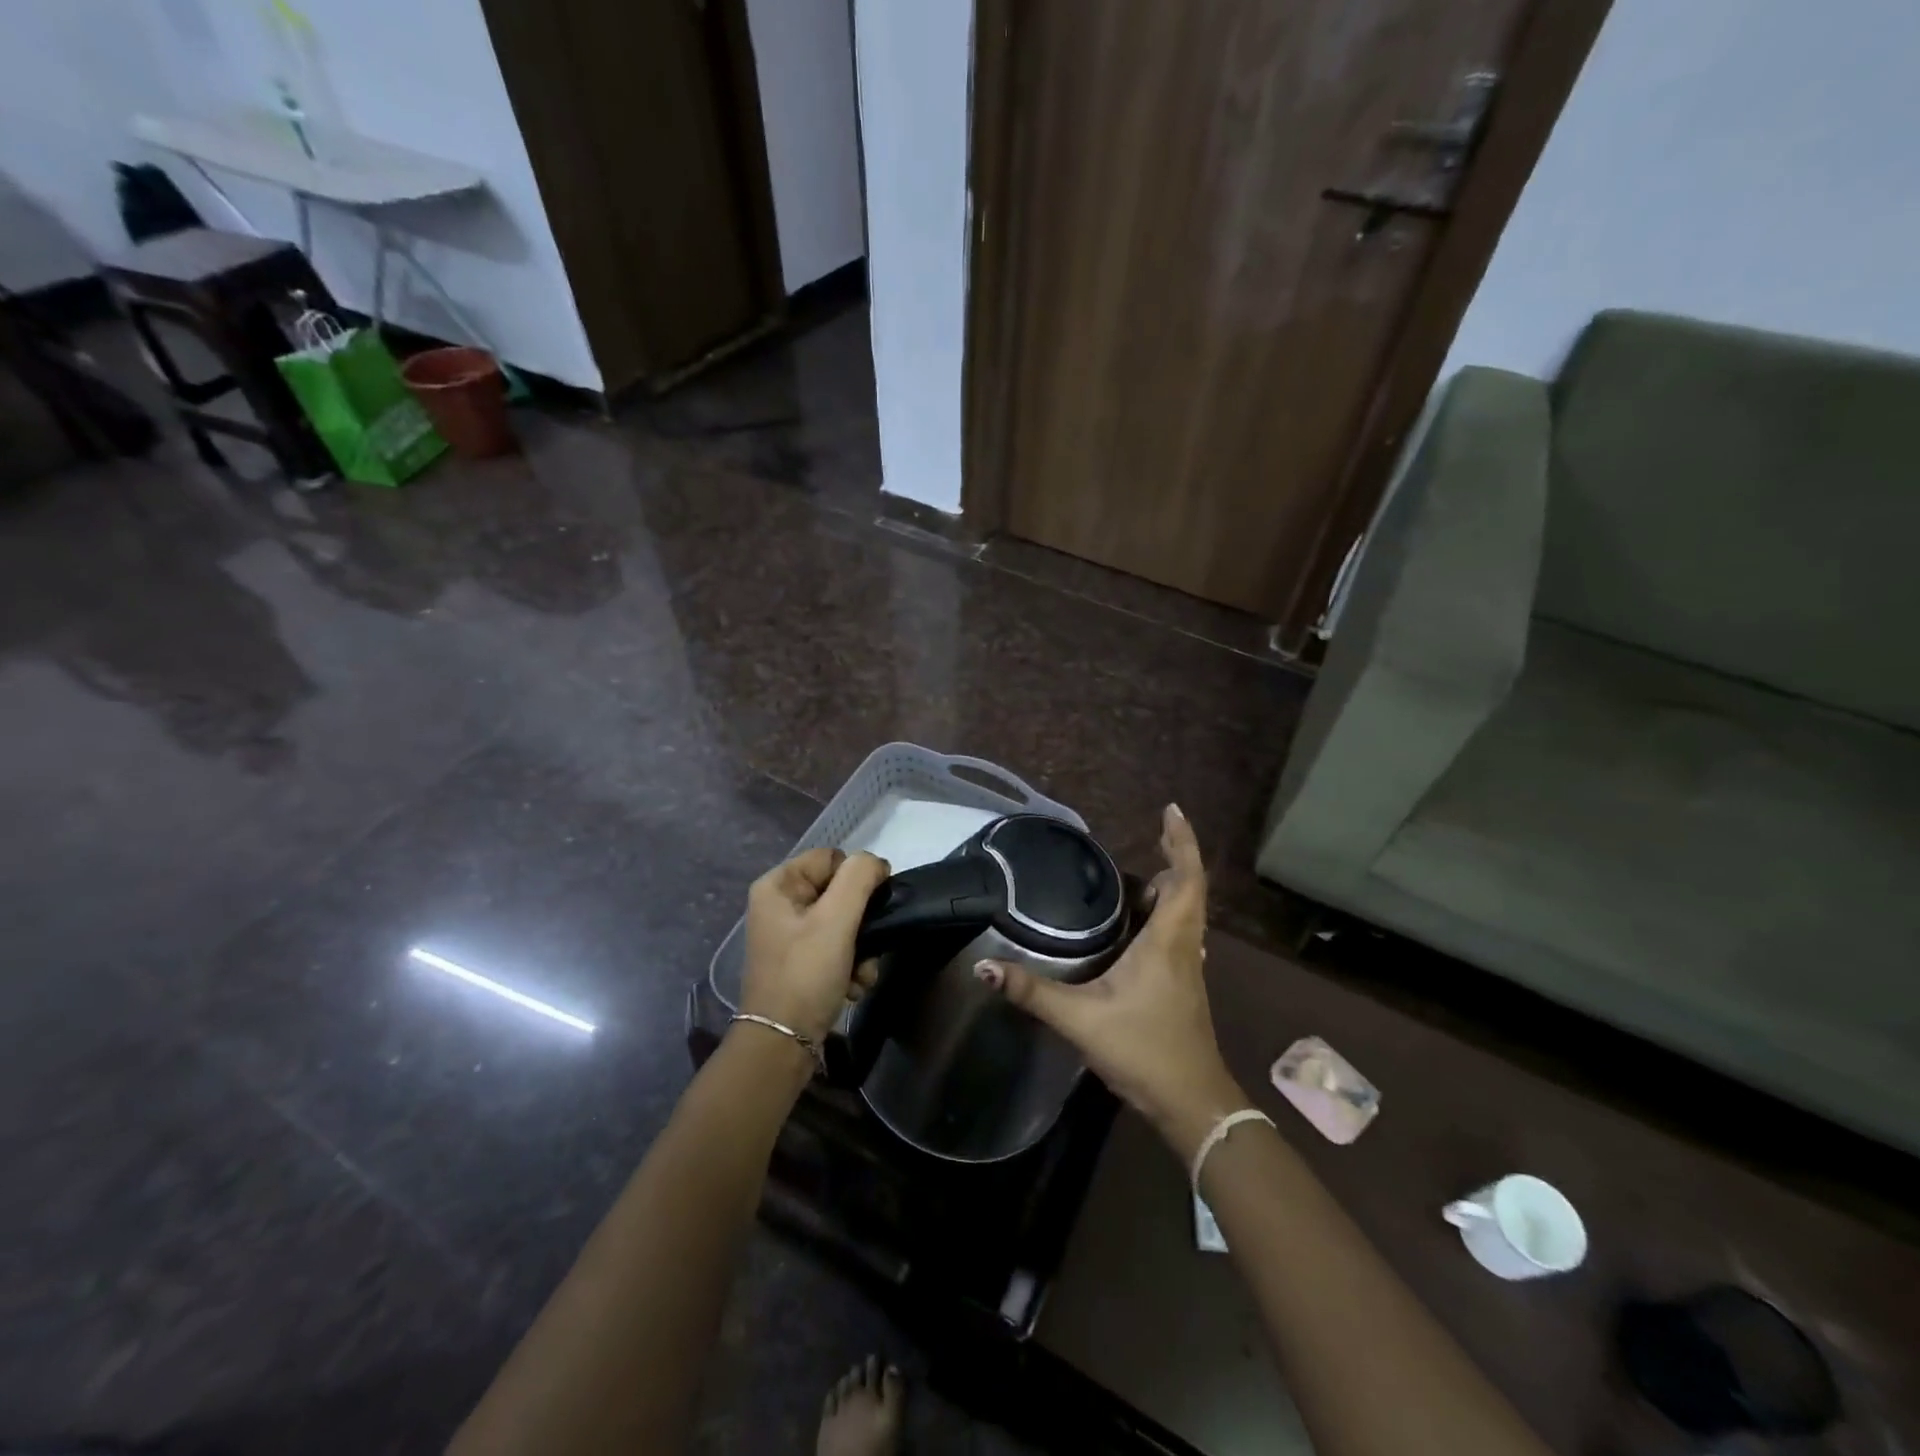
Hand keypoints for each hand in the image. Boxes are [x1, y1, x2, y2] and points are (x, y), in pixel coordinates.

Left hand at [740, 848, 891, 1044]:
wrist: (782, 1045)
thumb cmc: (806, 974)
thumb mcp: (836, 919)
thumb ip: (860, 878)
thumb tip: (876, 863)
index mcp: (778, 885)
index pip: (833, 858)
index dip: (858, 878)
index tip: (873, 905)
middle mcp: (781, 905)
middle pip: (841, 892)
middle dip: (862, 923)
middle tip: (868, 947)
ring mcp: (790, 936)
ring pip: (845, 923)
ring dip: (862, 949)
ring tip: (860, 974)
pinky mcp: (802, 962)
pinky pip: (838, 949)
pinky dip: (851, 967)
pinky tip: (853, 988)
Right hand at [975, 805, 1244, 1159]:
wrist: (1191, 1104)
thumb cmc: (1143, 1051)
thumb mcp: (1080, 1019)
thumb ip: (1032, 993)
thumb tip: (984, 969)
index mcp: (1166, 942)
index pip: (1186, 879)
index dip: (1182, 842)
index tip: (1172, 811)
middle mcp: (1183, 947)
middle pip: (1190, 889)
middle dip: (1175, 856)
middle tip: (1153, 834)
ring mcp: (1188, 967)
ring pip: (1187, 913)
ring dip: (1171, 887)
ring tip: (1138, 876)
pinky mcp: (1183, 985)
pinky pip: (1179, 933)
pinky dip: (1166, 914)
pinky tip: (1137, 926)